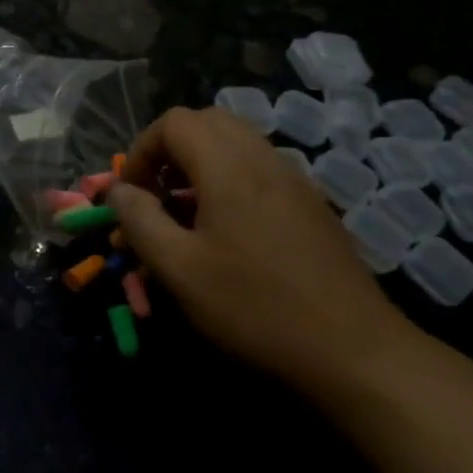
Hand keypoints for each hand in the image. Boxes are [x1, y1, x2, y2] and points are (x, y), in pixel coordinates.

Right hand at [110, 106, 422, 400]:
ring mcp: (294, 180)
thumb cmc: (254, 307)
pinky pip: (261, 169)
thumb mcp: (179, 269)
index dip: (142, 150)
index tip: (131, 194)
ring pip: (237, 143)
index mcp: (228, 166)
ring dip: (201, 163)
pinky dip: (231, 179)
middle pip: (208, 122)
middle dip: (171, 149)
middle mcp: (264, 159)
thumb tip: (119, 191)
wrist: (353, 350)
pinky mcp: (312, 205)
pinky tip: (229, 231)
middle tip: (157, 193)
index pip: (174, 122)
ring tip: (187, 212)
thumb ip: (139, 221)